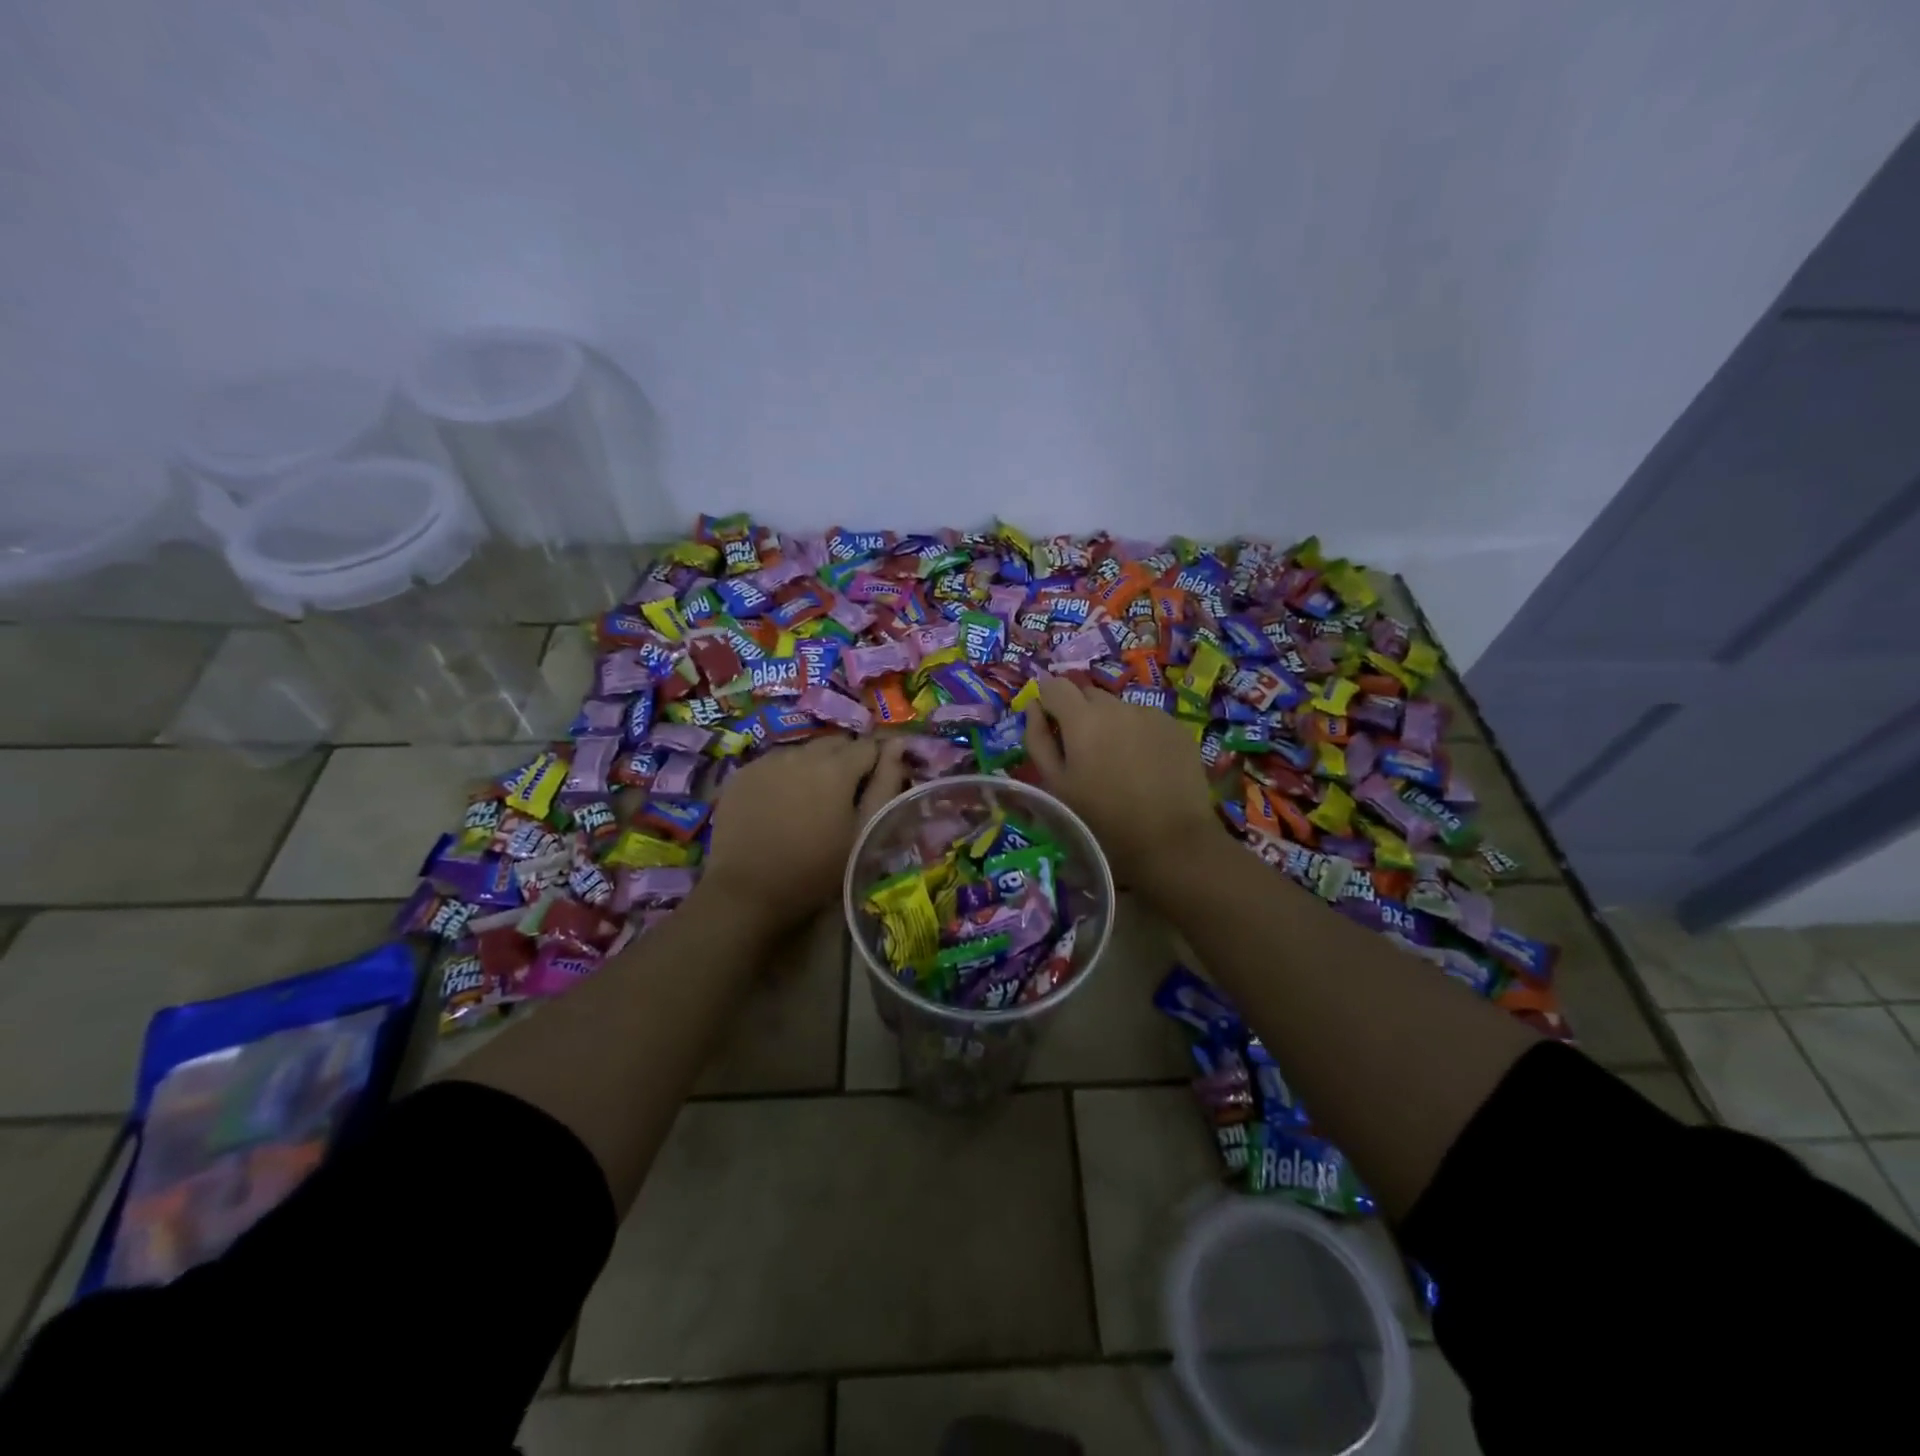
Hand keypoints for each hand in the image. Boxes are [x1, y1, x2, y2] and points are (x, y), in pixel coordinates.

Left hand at [700, 735, 908, 935]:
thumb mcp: (863, 832)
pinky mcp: (742, 774)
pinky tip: (780, 804)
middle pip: (836, 743)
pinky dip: (785, 775)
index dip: (878, 763)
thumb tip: (899, 745)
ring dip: (815, 767)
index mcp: (836, 767)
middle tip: (845, 797)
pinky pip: (774, 763)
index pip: (870, 746)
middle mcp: (801, 753)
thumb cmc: (816, 870)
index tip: (876, 787)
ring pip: (804, 751)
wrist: (747, 892)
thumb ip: (885, 784)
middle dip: (847, 761)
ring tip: (811, 801)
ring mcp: (768, 761)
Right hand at [1022, 675, 1219, 884]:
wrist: (1170, 839)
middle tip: (1083, 750)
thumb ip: (1038, 739)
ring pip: (1119, 708)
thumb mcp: (1056, 785)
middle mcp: (1117, 705)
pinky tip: (1145, 766)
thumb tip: (1034, 707)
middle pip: (1088, 694)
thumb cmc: (1102, 818)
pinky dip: (1139, 734)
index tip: (1049, 722)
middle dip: (1079, 713)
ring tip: (1118, 762)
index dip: (1048, 699)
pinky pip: (1147, 720)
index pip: (1055, 685)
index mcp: (1082, 718)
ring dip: (1111, 725)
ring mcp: (1151, 713)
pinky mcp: (1176, 727)